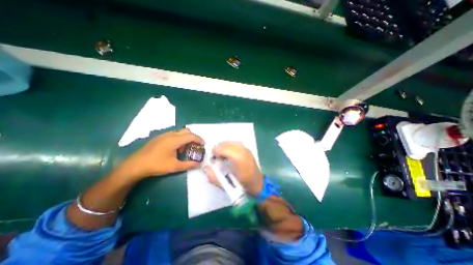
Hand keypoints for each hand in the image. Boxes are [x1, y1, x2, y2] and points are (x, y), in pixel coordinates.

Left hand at [117, 128, 202, 180]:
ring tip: (184, 149)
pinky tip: (174, 149)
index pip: (191, 136)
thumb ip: (189, 164)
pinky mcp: (159, 137)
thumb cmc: (156, 165)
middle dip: (193, 137)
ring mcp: (163, 135)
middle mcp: (170, 135)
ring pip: (179, 132)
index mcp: (175, 140)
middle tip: (195, 145)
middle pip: (186, 131)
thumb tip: (199, 164)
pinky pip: (173, 134)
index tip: (204, 144)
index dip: (199, 139)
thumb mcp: (174, 166)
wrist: (135, 165)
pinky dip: (178, 139)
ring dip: (185, 138)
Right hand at [203, 142, 261, 194]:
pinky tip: (229, 153)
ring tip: (222, 155)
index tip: (212, 158)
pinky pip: (235, 143)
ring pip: (231, 142)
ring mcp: (246, 149)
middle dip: (218, 148)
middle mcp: (243, 151)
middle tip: (216, 157)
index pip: (223, 149)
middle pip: (226, 144)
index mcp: (238, 159)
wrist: (258, 184)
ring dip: (224, 147)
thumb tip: (205, 168)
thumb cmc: (243, 186)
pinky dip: (229, 146)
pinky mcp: (247, 149)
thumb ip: (214, 177)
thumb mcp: (227, 185)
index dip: (215, 152)